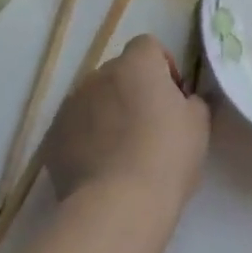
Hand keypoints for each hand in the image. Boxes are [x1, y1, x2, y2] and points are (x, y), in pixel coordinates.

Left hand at [41, 34, 209, 210]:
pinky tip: (101, 167)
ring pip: (95, 99)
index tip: (171, 97)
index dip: (162, 66)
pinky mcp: (53, 137)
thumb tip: (180, 100)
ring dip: (108, 113)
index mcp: (136, 64)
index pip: (148, 45)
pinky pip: (76, 127)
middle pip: (119, 72)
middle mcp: (99, 75)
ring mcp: (71, 105)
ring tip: (121, 151)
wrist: (117, 207)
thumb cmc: (166, 157)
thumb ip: (190, 101)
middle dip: (133, 90)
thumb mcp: (198, 124)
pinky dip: (87, 138)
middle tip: (149, 126)